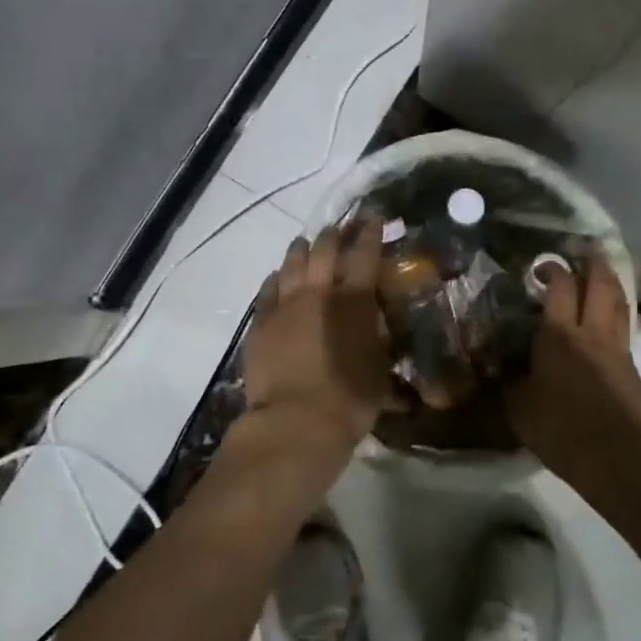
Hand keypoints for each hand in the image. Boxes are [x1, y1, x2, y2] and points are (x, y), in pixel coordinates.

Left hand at [241, 219, 391, 457]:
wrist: (295, 423)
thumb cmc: (349, 400)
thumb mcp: (379, 369)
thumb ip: (378, 340)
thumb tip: (380, 327)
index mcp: (353, 300)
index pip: (364, 254)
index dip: (370, 232)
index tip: (374, 217)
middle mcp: (317, 292)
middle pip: (324, 250)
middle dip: (333, 235)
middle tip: (339, 228)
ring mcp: (284, 305)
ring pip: (291, 263)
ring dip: (301, 250)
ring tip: (305, 243)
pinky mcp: (260, 322)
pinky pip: (267, 289)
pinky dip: (276, 278)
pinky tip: (278, 276)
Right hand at [507, 254, 640, 484]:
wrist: (617, 458)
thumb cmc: (560, 429)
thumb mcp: (519, 409)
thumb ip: (511, 384)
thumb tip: (502, 373)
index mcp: (559, 335)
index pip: (559, 286)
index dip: (552, 268)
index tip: (541, 266)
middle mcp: (592, 333)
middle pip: (600, 284)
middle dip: (592, 263)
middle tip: (584, 252)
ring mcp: (618, 350)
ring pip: (619, 304)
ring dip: (611, 284)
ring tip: (603, 275)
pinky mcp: (634, 371)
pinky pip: (626, 334)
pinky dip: (617, 320)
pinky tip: (609, 328)